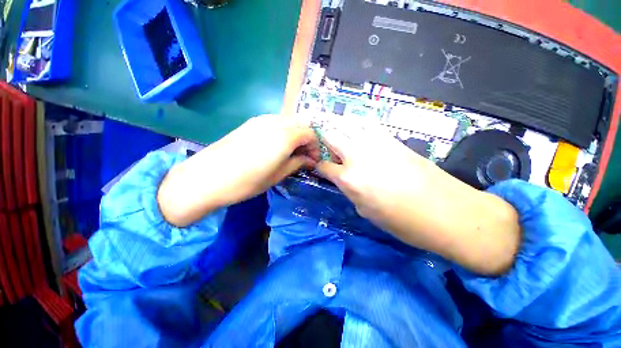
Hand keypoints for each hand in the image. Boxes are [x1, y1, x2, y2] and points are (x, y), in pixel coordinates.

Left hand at [158, 115, 318, 226]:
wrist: (206, 177)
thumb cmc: (246, 182)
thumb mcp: (277, 175)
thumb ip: (297, 163)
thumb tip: (310, 160)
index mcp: (284, 137)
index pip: (310, 134)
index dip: (315, 147)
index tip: (313, 160)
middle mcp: (275, 122)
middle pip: (301, 124)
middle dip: (307, 139)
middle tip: (304, 156)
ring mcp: (261, 120)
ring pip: (289, 121)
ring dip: (296, 134)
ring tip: (291, 151)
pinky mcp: (250, 122)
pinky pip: (276, 121)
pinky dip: (283, 131)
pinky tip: (277, 145)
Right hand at [317, 118, 520, 274]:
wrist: (446, 211)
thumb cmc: (402, 221)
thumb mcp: (366, 212)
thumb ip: (351, 191)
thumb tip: (345, 180)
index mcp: (348, 179)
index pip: (324, 166)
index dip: (319, 165)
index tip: (319, 165)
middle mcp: (356, 157)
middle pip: (331, 137)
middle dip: (323, 139)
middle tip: (322, 142)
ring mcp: (375, 144)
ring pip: (348, 124)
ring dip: (338, 125)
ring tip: (335, 128)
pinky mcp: (392, 139)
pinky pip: (368, 125)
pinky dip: (357, 124)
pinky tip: (356, 128)